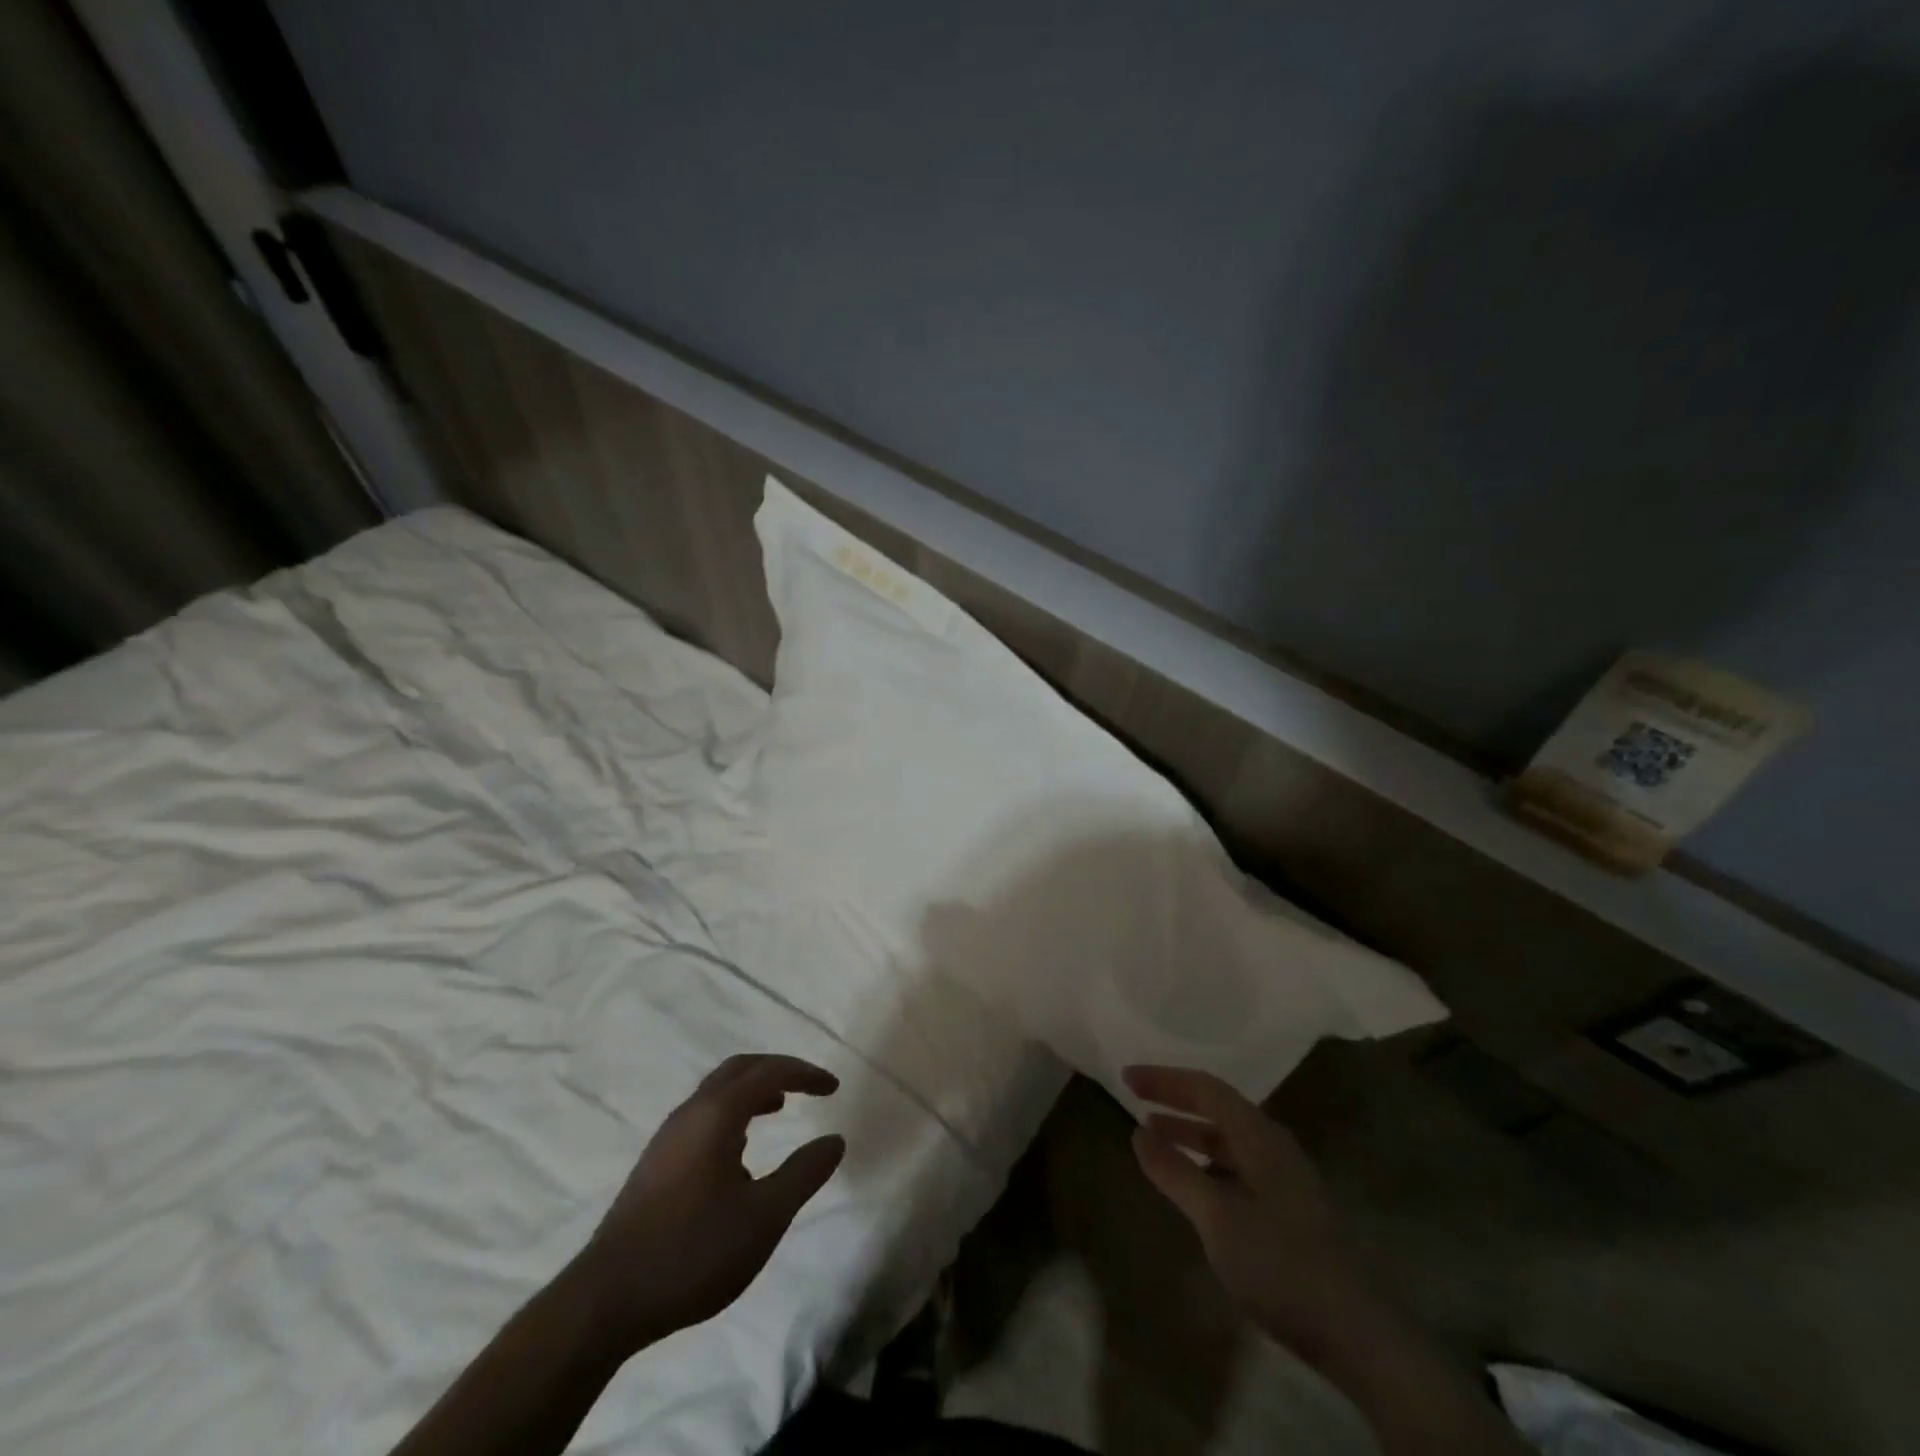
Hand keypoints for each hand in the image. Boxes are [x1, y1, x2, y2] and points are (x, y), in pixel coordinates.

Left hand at [579, 1053, 844, 1355]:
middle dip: (778, 1070)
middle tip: (808, 1086)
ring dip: (753, 1090)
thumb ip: (804, 1174)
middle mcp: (690, 1113)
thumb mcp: (764, 1217)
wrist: (605, 1301)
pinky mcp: (655, 1164)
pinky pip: (703, 1114)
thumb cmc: (693, 1252)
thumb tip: (835, 1140)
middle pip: (739, 1069)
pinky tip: (740, 1150)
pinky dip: (733, 1112)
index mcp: (717, 1114)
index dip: (805, 1073)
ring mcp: (667, 1137)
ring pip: (717, 1092)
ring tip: (779, 1109)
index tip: (833, 1087)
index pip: (769, 1072)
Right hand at [1124, 1064, 1376, 1355]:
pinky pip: (1237, 1165)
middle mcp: (1274, 1146)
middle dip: (1175, 1099)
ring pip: (1229, 1138)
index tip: (1126, 1077)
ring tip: (1154, 1135)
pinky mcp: (1288, 1208)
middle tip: (1134, 1097)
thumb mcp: (1217, 1218)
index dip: (1165, 1079)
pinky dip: (1207, 1161)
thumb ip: (1176, 1171)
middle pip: (1219, 1107)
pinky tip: (1192, 1182)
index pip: (1206, 1089)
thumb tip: (1139, 1132)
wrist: (1354, 1334)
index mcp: (1260, 1136)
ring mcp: (1285, 1178)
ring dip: (1190, 1131)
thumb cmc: (1279, 1265)